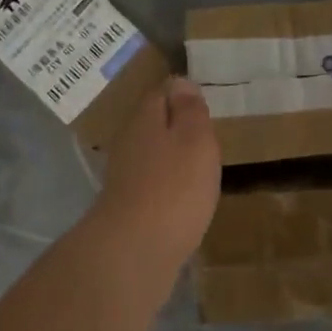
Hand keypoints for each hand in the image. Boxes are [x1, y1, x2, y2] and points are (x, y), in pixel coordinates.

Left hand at [92, 76, 222, 268]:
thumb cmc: (174, 188)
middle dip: (175, 126)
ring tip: (199, 164)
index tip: (204, 101)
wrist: (135, 249)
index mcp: (145, 120)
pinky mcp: (127, 207)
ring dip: (171, 157)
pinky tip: (183, 197)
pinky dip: (167, 185)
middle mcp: (129, 143)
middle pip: (153, 125)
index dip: (182, 93)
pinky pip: (152, 184)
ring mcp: (125, 177)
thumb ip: (189, 110)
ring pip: (151, 155)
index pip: (161, 93)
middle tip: (206, 132)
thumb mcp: (195, 140)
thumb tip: (179, 81)